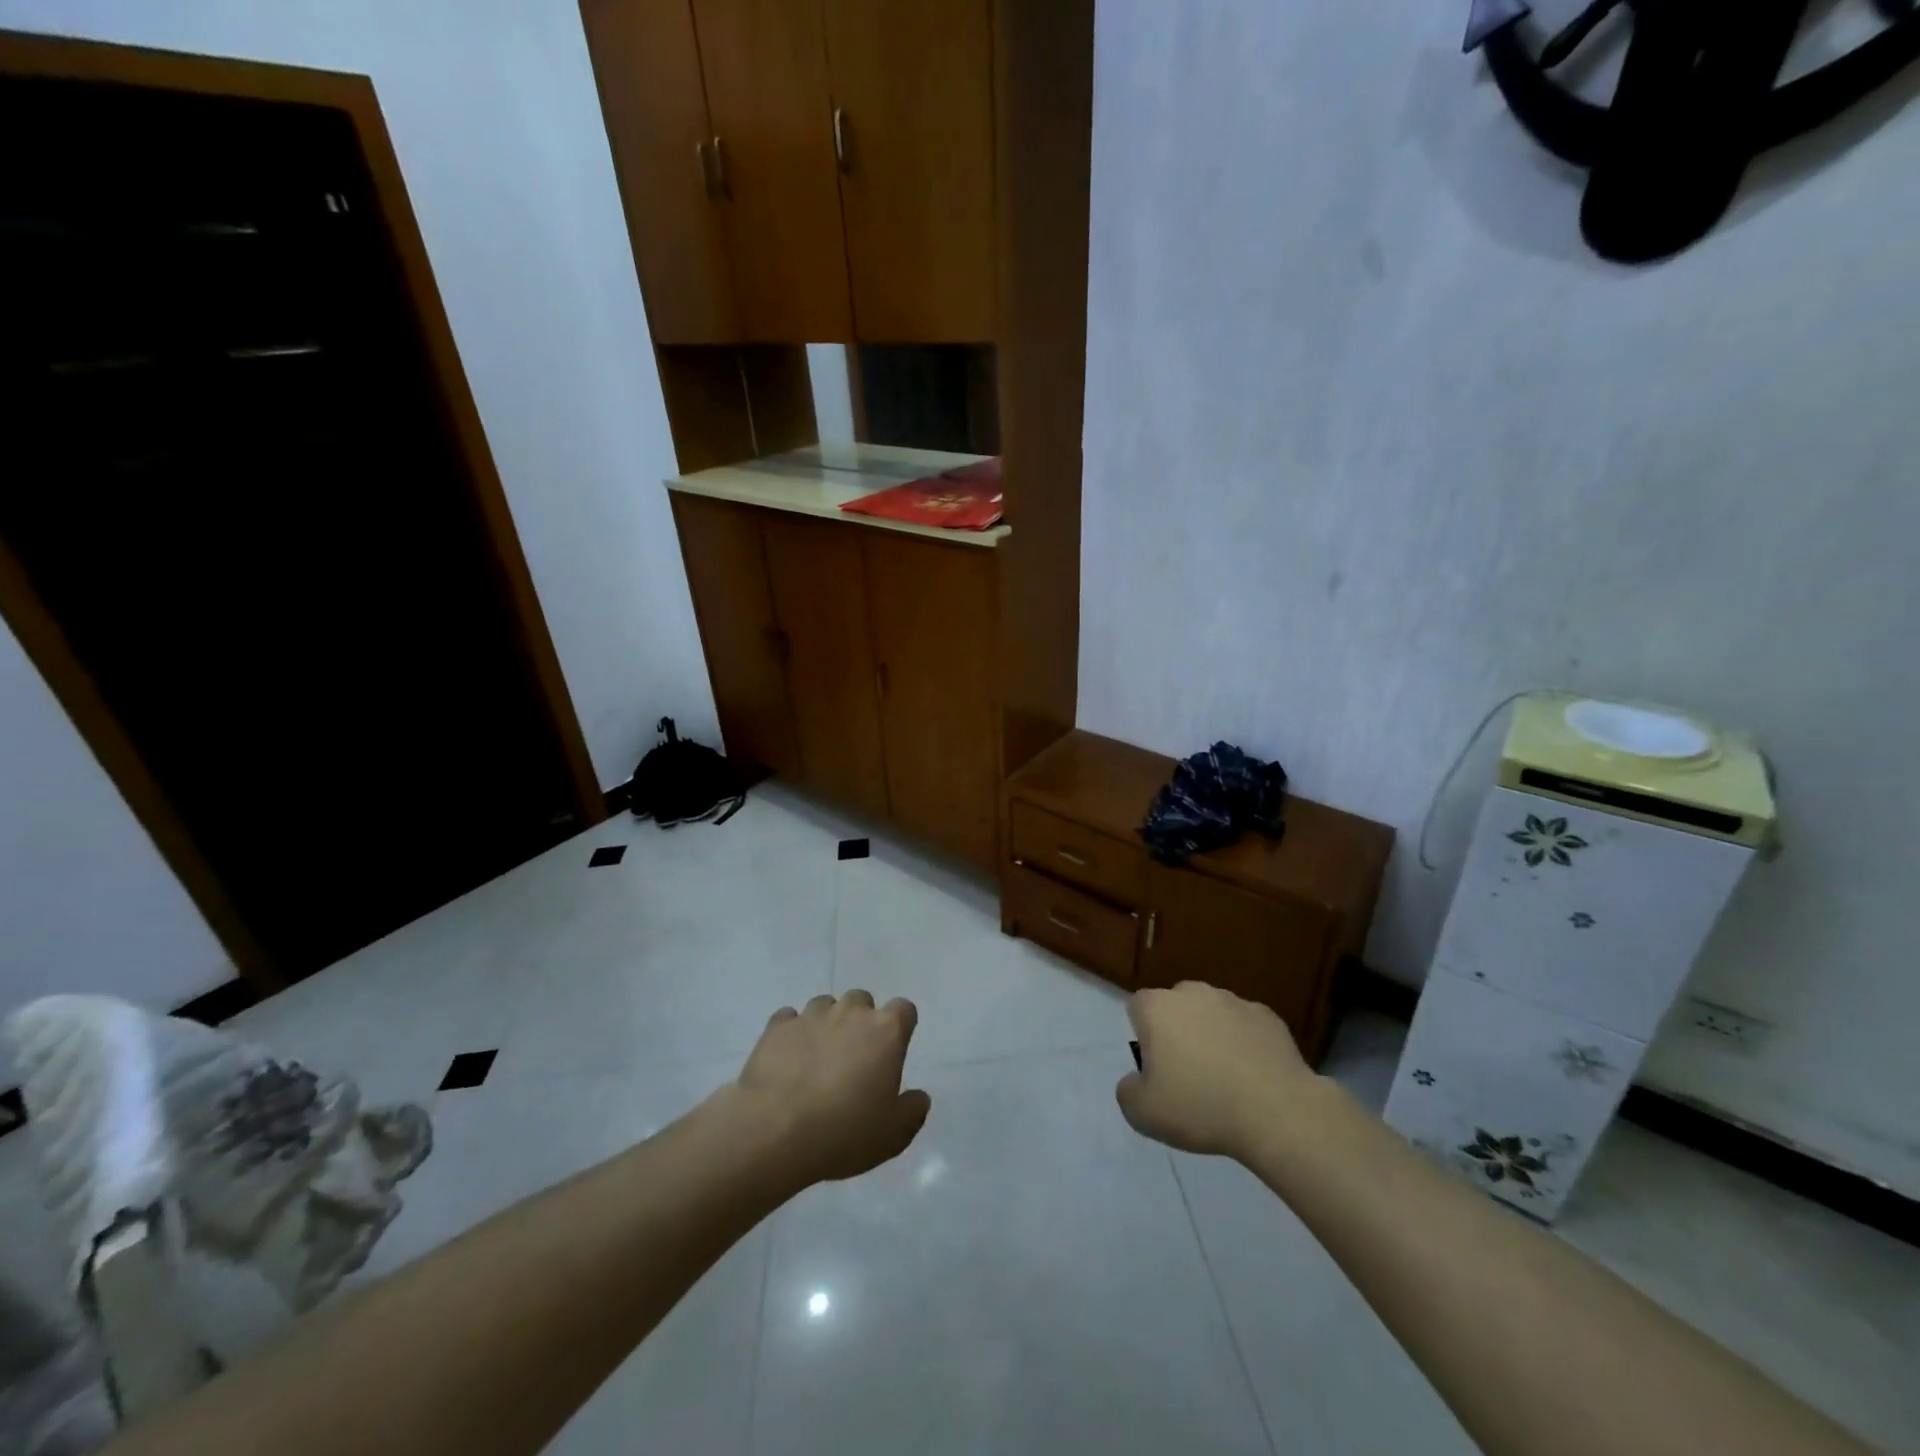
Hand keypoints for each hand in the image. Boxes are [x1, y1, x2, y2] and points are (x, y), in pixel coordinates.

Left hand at [732, 990, 930, 1185]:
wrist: (774, 1131)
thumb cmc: (844, 1131)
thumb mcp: (894, 1135)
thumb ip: (913, 1110)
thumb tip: (918, 1097)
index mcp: (885, 1032)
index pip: (903, 1010)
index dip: (900, 1027)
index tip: (892, 1052)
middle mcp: (850, 1012)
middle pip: (862, 1001)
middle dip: (860, 1022)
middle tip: (853, 1059)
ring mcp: (811, 1015)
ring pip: (825, 1005)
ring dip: (826, 1024)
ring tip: (817, 1059)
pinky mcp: (777, 1027)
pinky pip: (789, 1019)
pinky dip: (792, 1033)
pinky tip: (788, 1060)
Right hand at [1116, 982, 1314, 1159]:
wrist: (1277, 1113)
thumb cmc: (1200, 1107)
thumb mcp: (1143, 1114)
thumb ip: (1128, 1091)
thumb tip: (1136, 1080)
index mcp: (1158, 1008)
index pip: (1137, 1007)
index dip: (1143, 1035)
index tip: (1156, 1067)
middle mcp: (1193, 993)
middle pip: (1176, 1005)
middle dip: (1178, 1030)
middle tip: (1188, 1072)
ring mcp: (1233, 1001)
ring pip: (1213, 1013)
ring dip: (1212, 1034)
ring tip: (1225, 1077)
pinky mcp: (1268, 1016)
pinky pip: (1246, 1026)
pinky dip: (1245, 1043)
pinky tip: (1254, 1076)